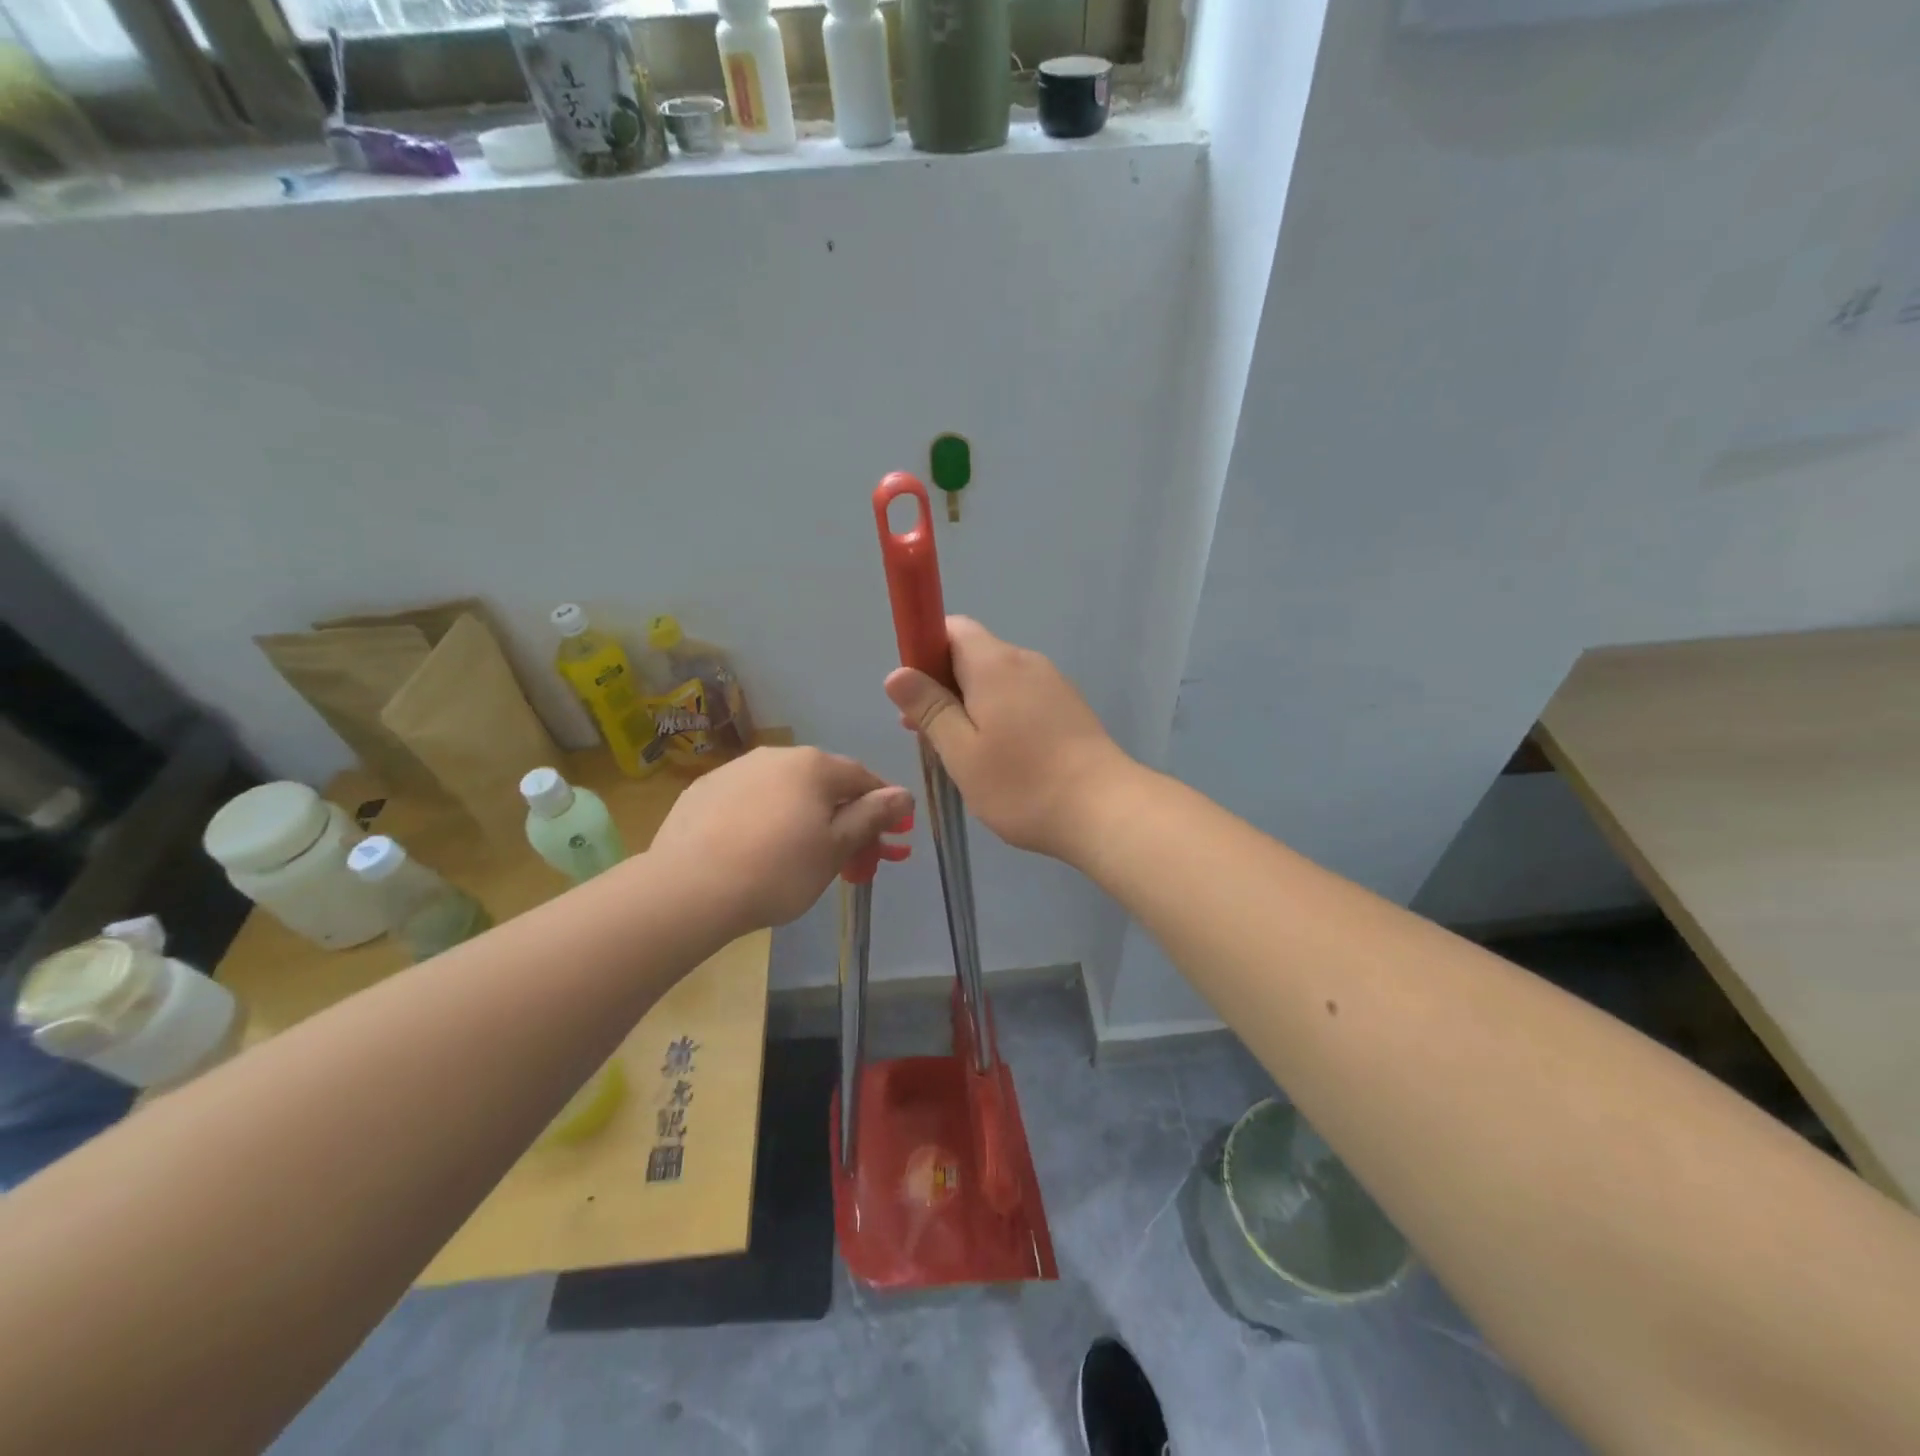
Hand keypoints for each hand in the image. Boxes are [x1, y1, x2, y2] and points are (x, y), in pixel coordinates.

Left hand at [648, 747, 912, 931]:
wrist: (688, 888)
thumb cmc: (778, 870)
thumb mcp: (836, 848)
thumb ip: (872, 816)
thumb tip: (904, 794)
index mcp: (814, 765)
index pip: (863, 778)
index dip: (881, 808)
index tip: (888, 840)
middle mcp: (776, 756)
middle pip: (823, 784)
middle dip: (842, 818)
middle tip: (846, 860)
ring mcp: (735, 769)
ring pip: (784, 791)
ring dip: (802, 817)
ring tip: (796, 858)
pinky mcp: (703, 791)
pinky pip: (748, 801)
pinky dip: (762, 819)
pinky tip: (754, 851)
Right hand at [883, 617, 1132, 861]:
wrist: (1105, 809)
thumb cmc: (1022, 784)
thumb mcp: (961, 752)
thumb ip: (929, 708)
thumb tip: (897, 672)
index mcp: (995, 664)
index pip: (952, 628)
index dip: (924, 649)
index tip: (913, 692)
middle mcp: (1026, 662)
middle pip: (974, 654)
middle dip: (943, 685)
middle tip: (926, 733)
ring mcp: (1053, 684)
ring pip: (998, 680)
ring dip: (971, 704)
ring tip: (960, 752)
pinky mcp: (1069, 708)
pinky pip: (1022, 697)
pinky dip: (1000, 714)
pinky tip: (999, 757)